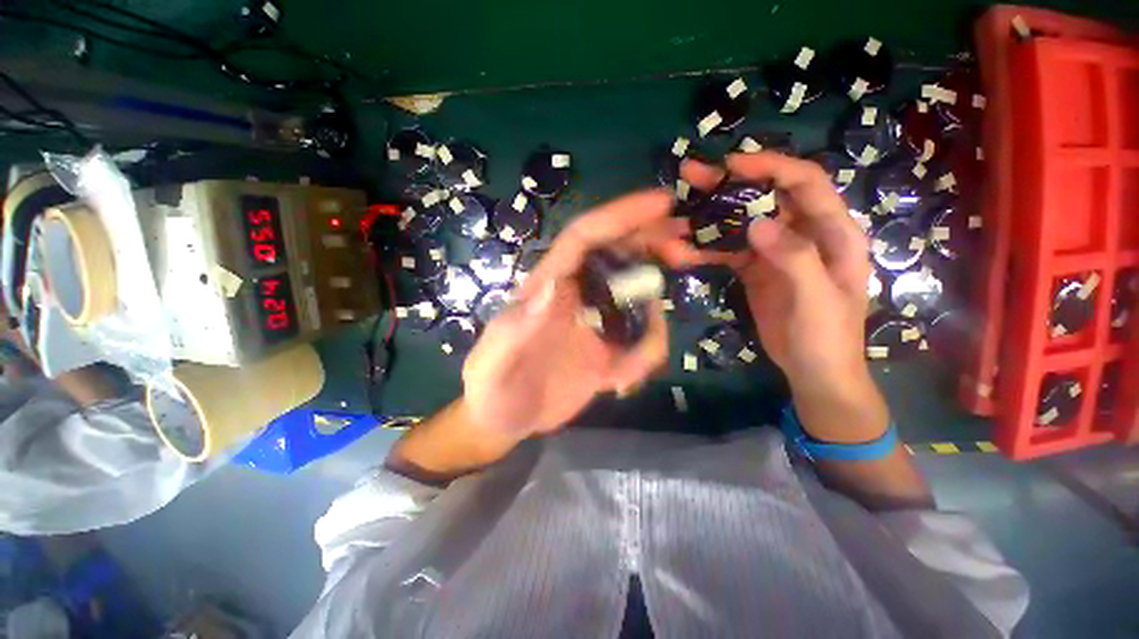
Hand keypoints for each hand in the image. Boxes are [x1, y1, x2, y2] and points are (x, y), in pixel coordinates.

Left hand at [461, 190, 697, 439]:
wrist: (504, 421)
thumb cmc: (491, 389)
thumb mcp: (494, 362)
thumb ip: (517, 327)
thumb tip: (553, 286)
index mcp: (548, 287)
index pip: (584, 238)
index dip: (620, 216)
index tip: (662, 202)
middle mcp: (576, 296)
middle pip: (619, 254)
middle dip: (653, 245)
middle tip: (686, 254)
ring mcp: (595, 323)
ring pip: (639, 301)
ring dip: (651, 323)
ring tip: (627, 368)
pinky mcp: (607, 349)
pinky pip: (641, 341)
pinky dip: (643, 358)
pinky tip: (619, 383)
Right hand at [681, 153, 871, 396]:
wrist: (813, 371)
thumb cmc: (827, 337)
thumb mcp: (817, 299)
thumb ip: (794, 258)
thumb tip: (756, 223)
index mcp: (833, 233)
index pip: (805, 183)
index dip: (771, 167)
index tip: (731, 164)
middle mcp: (803, 234)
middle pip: (767, 197)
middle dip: (730, 183)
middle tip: (692, 175)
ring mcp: (775, 252)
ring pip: (741, 222)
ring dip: (711, 215)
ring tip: (680, 208)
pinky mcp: (754, 270)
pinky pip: (728, 252)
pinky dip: (705, 249)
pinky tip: (682, 250)